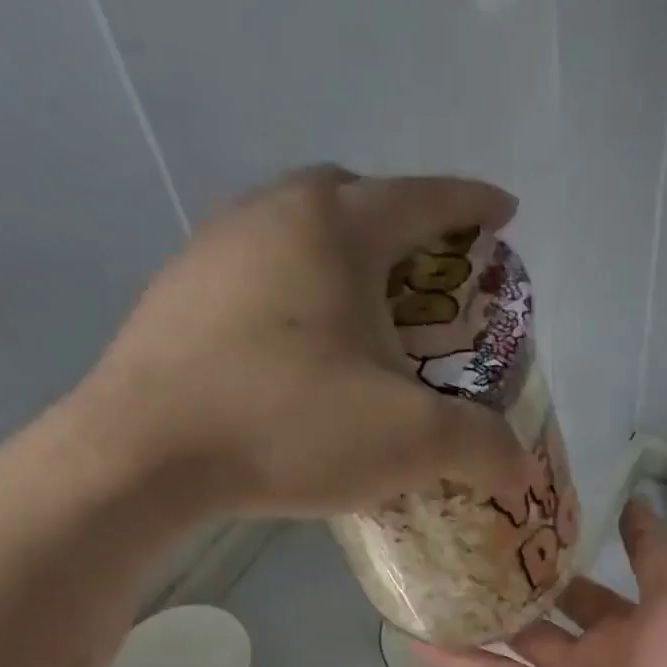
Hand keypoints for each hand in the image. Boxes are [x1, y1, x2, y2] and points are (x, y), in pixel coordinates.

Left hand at [67, 166, 531, 515]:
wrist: (145, 455)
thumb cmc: (290, 425)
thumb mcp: (408, 440)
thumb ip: (479, 445)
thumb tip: (521, 467)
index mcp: (336, 228)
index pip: (425, 199)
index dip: (473, 207)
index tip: (504, 216)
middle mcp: (271, 214)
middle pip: (352, 199)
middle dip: (400, 228)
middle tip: (425, 280)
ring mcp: (213, 250)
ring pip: (296, 235)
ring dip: (339, 264)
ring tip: (364, 322)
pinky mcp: (177, 296)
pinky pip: (256, 277)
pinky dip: (293, 299)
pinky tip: (298, 354)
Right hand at [405, 499, 666, 666]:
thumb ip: (651, 551)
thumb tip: (632, 500)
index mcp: (618, 634)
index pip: (575, 597)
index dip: (545, 573)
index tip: (501, 543)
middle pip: (525, 634)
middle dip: (490, 610)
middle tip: (442, 578)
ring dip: (455, 652)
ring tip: (410, 623)